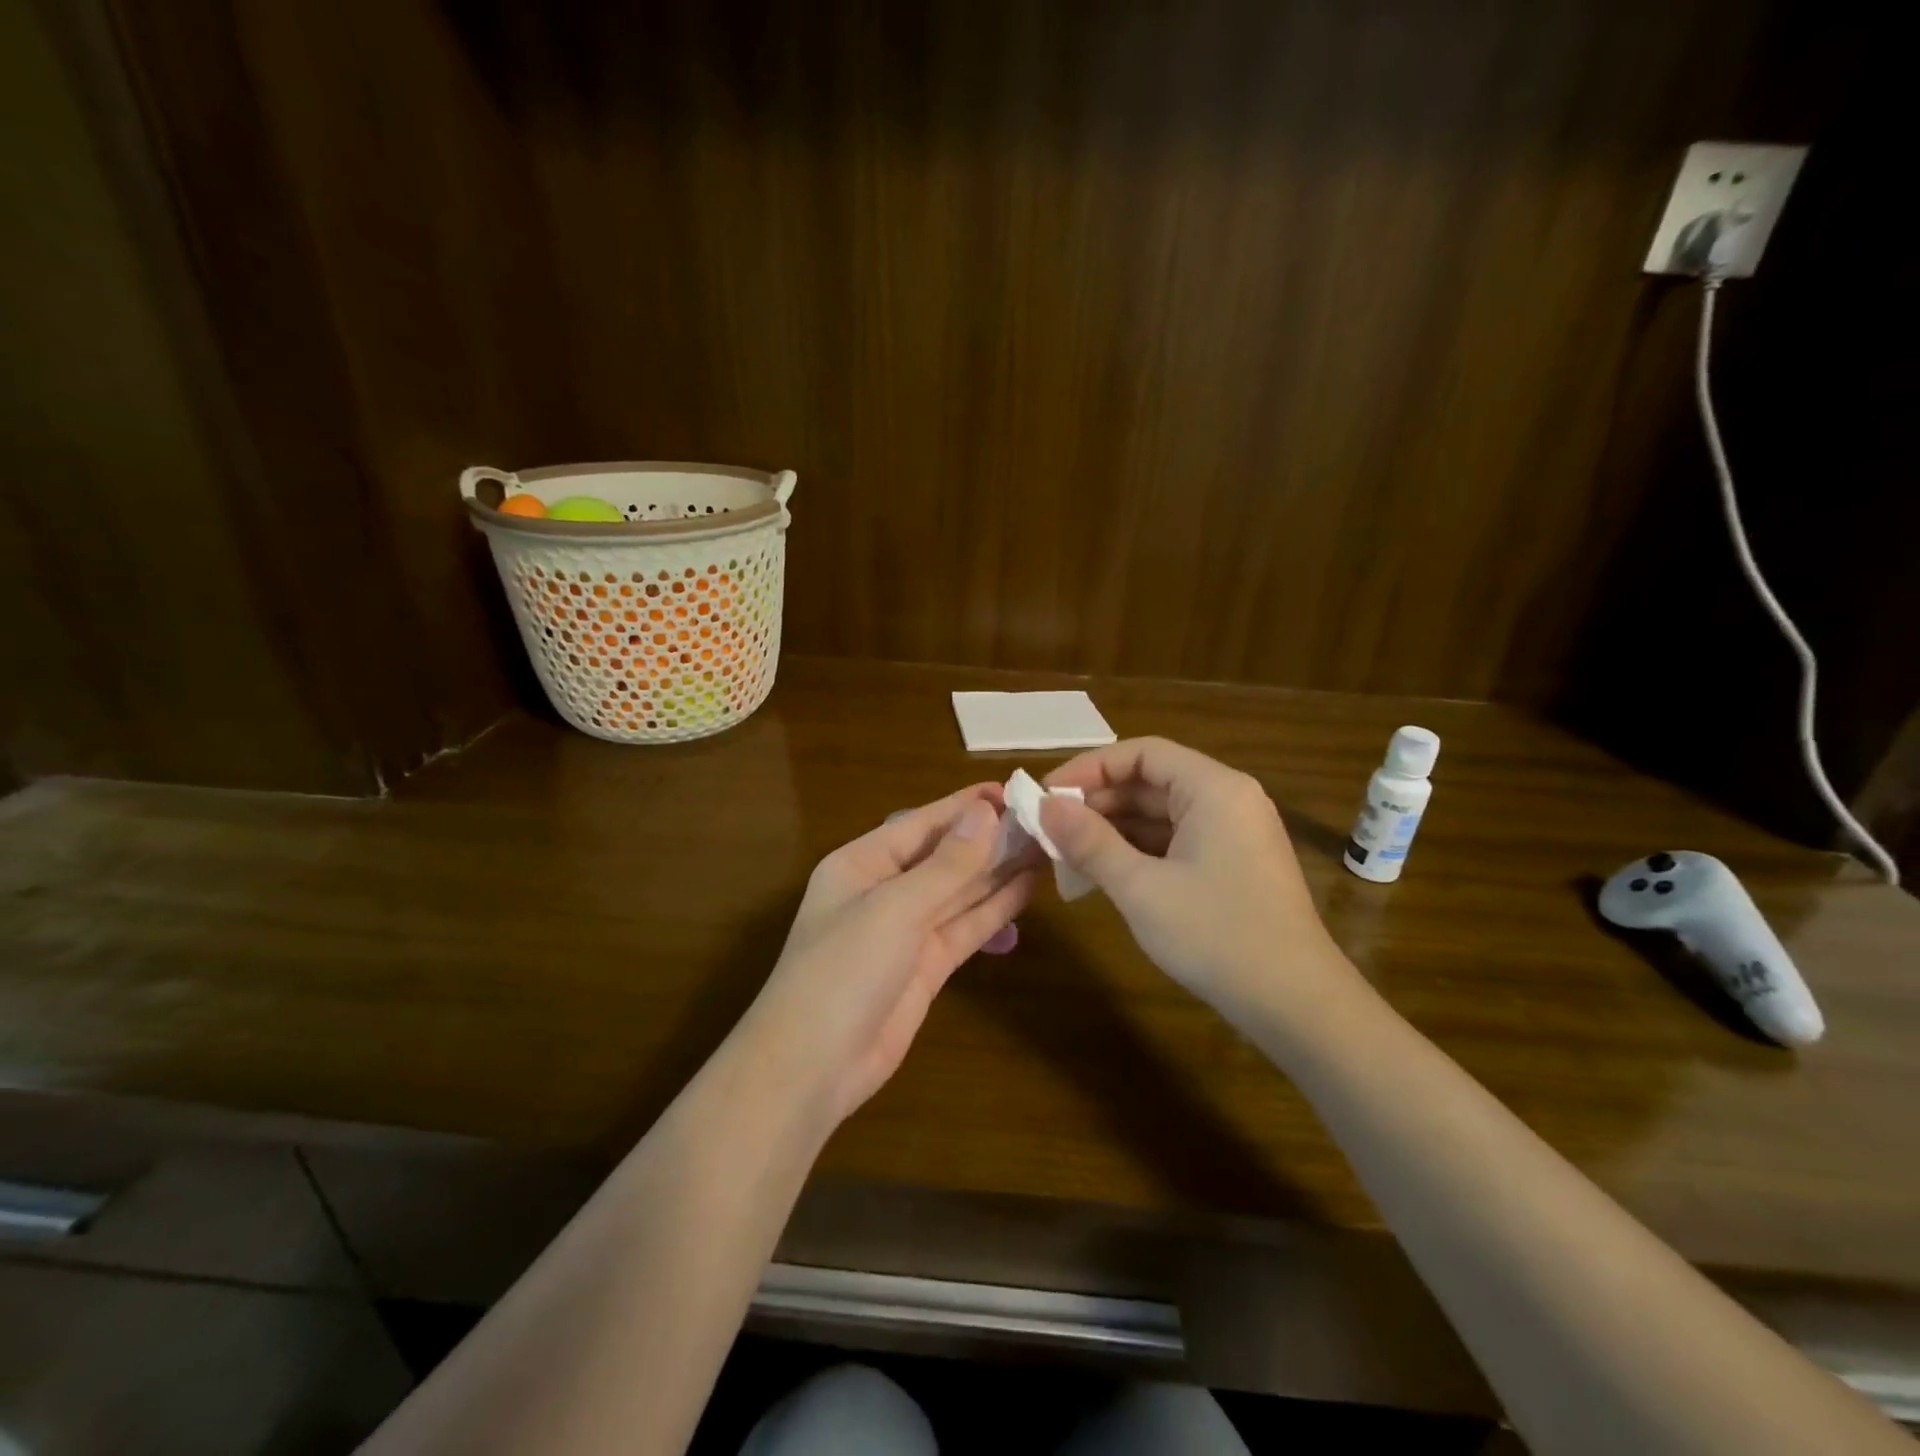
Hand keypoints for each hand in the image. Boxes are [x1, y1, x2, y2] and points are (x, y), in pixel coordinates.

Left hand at [737, 786, 1036, 1126]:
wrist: (813, 1068)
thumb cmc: (843, 970)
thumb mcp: (895, 908)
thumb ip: (946, 865)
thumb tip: (986, 813)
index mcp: (862, 864)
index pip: (922, 824)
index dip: (966, 807)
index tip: (1014, 791)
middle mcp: (884, 890)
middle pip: (944, 856)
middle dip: (989, 839)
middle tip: (1044, 820)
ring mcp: (906, 931)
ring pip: (960, 892)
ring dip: (998, 871)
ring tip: (1046, 846)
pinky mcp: (927, 967)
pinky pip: (965, 928)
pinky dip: (994, 910)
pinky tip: (1027, 889)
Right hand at [1040, 738, 1347, 1011]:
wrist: (1297, 1006)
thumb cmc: (1216, 936)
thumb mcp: (1141, 888)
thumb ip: (1090, 841)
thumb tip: (1046, 805)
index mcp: (1214, 789)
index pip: (1142, 753)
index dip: (1089, 767)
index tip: (1048, 794)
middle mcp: (1228, 799)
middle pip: (1151, 781)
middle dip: (1098, 802)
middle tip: (1050, 828)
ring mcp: (1234, 834)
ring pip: (1161, 814)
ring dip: (1114, 829)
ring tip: (1067, 853)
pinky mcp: (1234, 865)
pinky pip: (1177, 841)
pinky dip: (1139, 851)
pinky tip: (1104, 873)